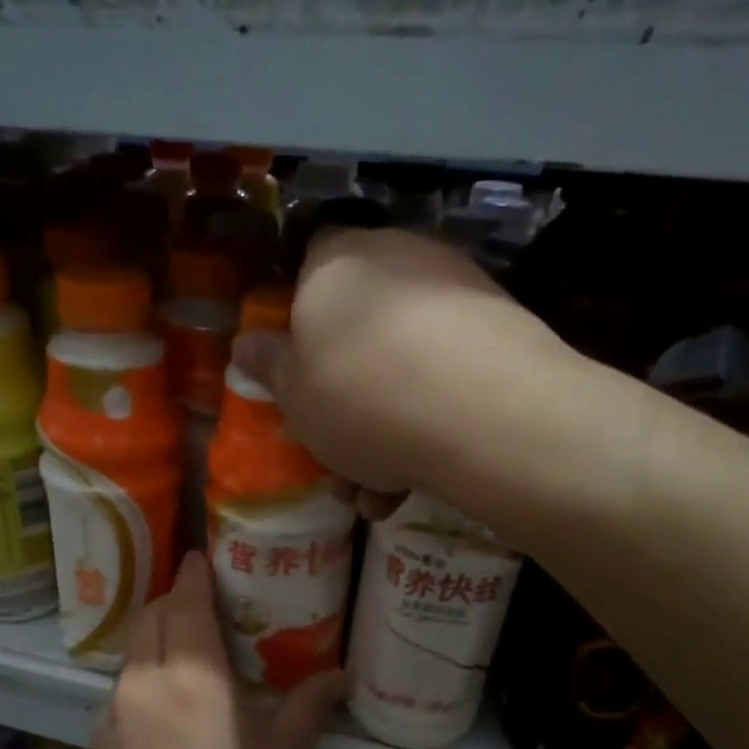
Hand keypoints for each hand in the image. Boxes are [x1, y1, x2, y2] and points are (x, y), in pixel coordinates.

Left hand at [88, 553, 342, 748]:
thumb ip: (310, 705)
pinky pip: (118, 695)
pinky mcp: (95, 741)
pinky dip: (139, 686)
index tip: (198, 559)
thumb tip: (341, 676)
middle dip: (170, 602)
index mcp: (194, 675)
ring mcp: (111, 711)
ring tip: (181, 661)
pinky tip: (160, 719)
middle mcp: (145, 680)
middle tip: (196, 606)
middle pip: (149, 618)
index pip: (186, 602)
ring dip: (153, 644)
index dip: (193, 575)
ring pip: (131, 655)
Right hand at [232, 228, 573, 511]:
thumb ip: (268, 366)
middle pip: (359, 326)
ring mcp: (456, 290)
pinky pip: (446, 376)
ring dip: (385, 429)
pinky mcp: (502, 329)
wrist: (483, 412)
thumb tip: (246, 345)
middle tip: (338, 455)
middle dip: (345, 397)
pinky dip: (429, 423)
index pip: (307, 267)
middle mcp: (398, 257)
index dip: (299, 319)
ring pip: (403, 362)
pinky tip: (419, 480)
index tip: (300, 373)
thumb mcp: (292, 394)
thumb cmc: (359, 396)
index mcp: (335, 262)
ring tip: (378, 492)